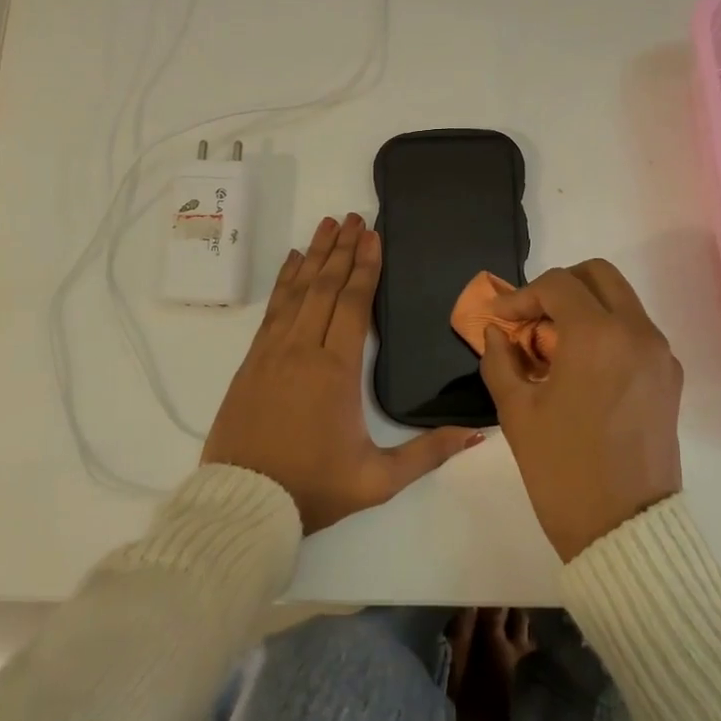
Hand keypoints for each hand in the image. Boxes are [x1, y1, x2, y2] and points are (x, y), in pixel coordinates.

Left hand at [202, 213, 482, 533]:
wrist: (243, 504)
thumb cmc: (313, 488)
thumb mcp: (378, 479)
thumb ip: (428, 454)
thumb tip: (477, 435)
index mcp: (336, 371)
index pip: (353, 304)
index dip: (365, 266)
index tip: (372, 235)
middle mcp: (303, 349)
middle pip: (324, 287)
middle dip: (342, 249)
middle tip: (354, 217)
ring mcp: (272, 352)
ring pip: (296, 291)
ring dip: (313, 255)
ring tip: (326, 225)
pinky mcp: (252, 361)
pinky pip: (272, 309)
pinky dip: (284, 281)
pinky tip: (291, 262)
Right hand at [479, 260, 682, 560]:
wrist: (624, 531)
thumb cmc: (562, 469)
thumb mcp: (516, 411)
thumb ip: (500, 359)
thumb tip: (497, 332)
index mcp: (598, 336)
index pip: (556, 285)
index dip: (520, 296)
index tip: (499, 319)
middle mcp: (637, 332)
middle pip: (598, 275)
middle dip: (559, 287)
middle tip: (530, 320)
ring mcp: (660, 355)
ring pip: (620, 301)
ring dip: (584, 308)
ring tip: (551, 348)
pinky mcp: (670, 379)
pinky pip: (635, 332)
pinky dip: (606, 331)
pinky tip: (580, 369)